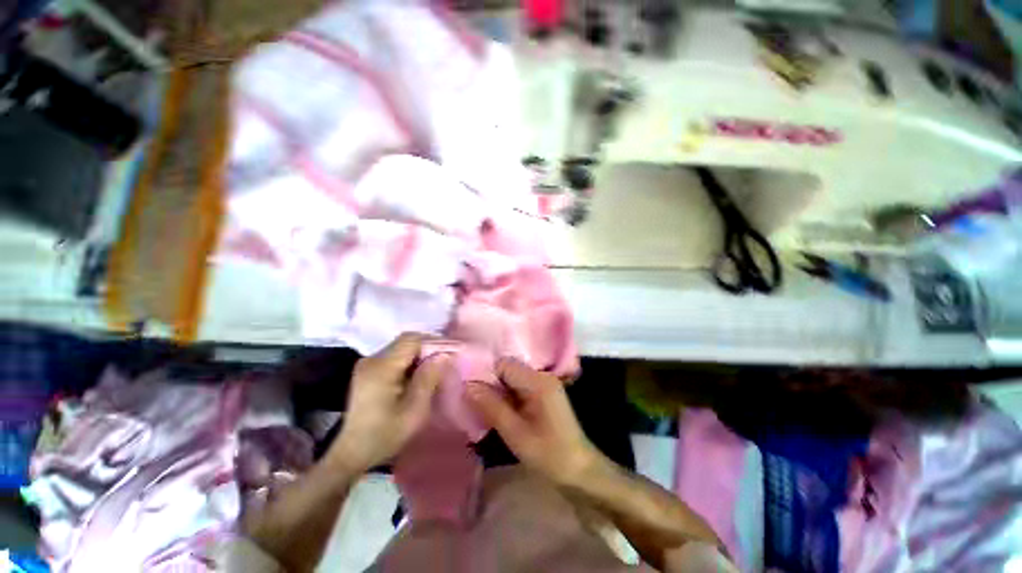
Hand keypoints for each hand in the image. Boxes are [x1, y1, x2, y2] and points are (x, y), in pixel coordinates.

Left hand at [330, 333, 447, 473]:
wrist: (351, 453)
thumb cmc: (385, 434)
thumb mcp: (414, 411)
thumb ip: (429, 379)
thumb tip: (442, 355)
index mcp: (382, 367)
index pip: (411, 339)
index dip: (432, 341)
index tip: (448, 353)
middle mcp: (372, 359)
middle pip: (405, 341)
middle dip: (427, 348)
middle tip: (443, 362)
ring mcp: (367, 364)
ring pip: (400, 348)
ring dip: (418, 355)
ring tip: (432, 370)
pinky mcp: (367, 371)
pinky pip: (393, 357)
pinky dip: (408, 362)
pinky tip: (415, 377)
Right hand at [466, 358, 600, 485]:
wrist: (579, 470)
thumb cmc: (548, 454)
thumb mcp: (515, 432)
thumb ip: (491, 406)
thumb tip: (468, 385)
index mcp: (537, 381)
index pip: (504, 364)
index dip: (488, 376)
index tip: (476, 397)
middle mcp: (542, 375)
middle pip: (508, 369)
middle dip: (493, 385)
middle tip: (482, 407)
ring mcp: (545, 383)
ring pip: (513, 378)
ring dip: (500, 392)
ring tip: (491, 412)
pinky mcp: (545, 392)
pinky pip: (520, 386)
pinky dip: (510, 397)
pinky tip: (506, 413)